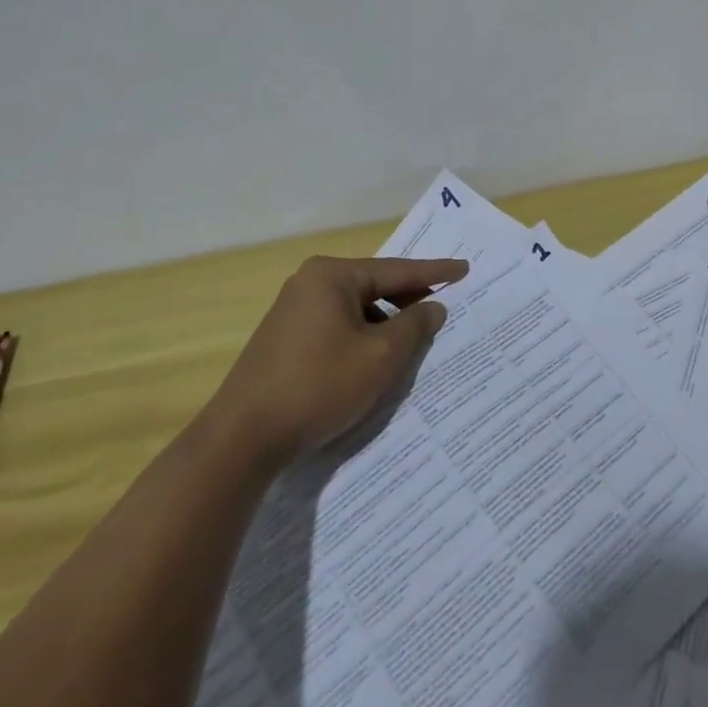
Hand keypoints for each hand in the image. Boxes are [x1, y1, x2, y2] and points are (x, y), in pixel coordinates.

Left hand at [212, 255, 469, 463]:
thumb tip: (433, 306)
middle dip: (409, 299)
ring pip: (356, 309)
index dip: (435, 273)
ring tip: (414, 340)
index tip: (465, 269)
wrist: (242, 437)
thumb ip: (414, 326)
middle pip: (374, 286)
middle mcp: (310, 282)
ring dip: (386, 322)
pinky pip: (337, 325)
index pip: (397, 270)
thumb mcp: (380, 357)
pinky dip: (362, 336)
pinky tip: (376, 358)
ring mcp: (293, 309)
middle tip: (443, 307)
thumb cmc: (319, 386)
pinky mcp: (285, 337)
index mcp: (332, 275)